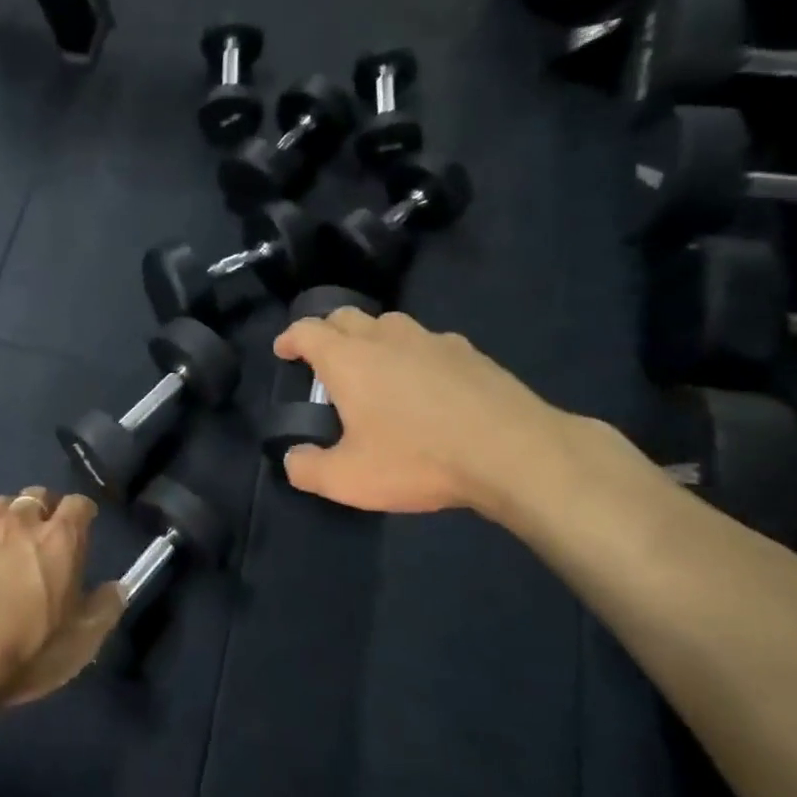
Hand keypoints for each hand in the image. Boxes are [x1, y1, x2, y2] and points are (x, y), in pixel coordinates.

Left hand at [0, 488, 126, 705]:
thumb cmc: (25, 652)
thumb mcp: (80, 642)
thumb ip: (105, 609)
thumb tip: (117, 588)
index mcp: (60, 539)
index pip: (79, 504)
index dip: (82, 515)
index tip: (82, 529)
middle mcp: (21, 522)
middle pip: (38, 495)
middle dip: (45, 509)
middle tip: (44, 537)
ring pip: (2, 504)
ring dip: (11, 517)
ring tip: (7, 543)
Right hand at [271, 308, 574, 518]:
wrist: (513, 452)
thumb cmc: (418, 459)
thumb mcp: (348, 479)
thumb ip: (307, 469)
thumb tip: (293, 458)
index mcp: (349, 359)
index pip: (307, 331)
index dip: (289, 339)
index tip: (283, 351)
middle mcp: (386, 338)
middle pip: (346, 317)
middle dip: (327, 331)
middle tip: (322, 359)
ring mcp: (432, 340)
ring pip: (390, 324)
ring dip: (371, 337)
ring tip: (373, 366)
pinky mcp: (469, 352)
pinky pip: (428, 342)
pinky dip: (413, 353)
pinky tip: (425, 382)